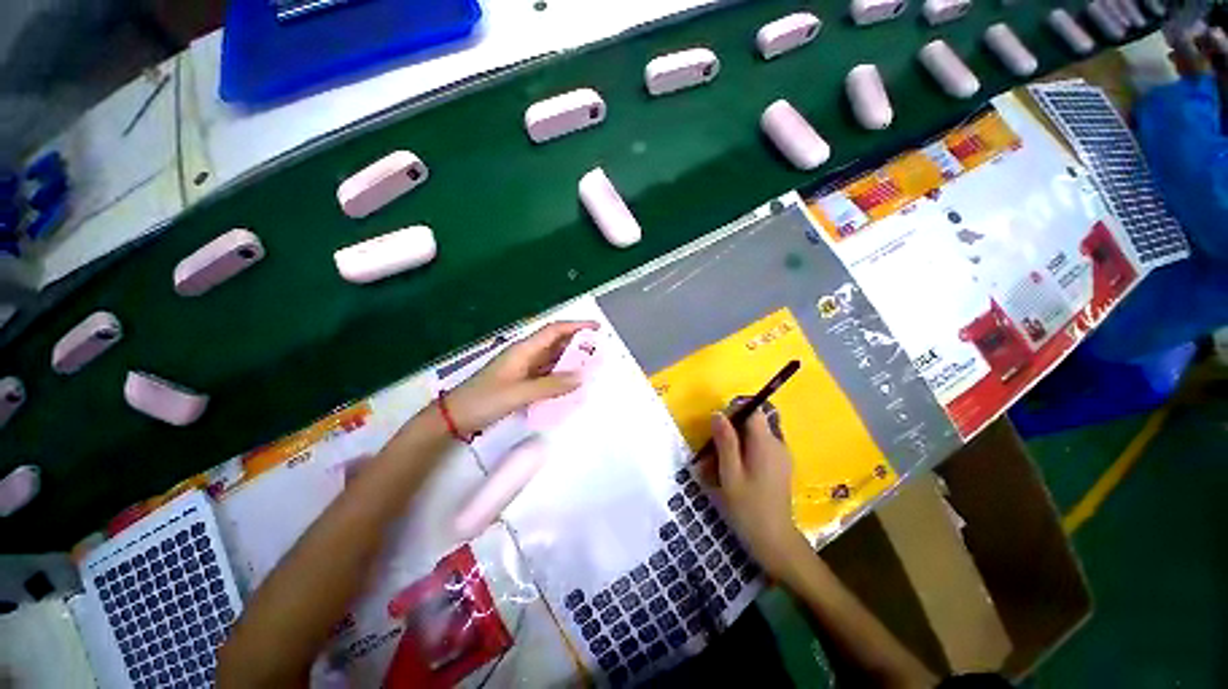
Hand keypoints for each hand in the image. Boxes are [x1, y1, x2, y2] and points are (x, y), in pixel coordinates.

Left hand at [446, 321, 598, 433]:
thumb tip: (581, 378)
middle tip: (599, 351)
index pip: (554, 331)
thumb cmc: (485, 399)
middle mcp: (525, 355)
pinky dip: (560, 375)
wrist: (455, 416)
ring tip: (590, 366)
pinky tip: (570, 383)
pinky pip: (546, 373)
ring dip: (570, 360)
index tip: (596, 328)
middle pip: (555, 343)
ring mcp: (523, 368)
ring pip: (552, 359)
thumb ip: (551, 386)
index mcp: (524, 350)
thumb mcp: (520, 393)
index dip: (576, 326)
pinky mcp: (521, 381)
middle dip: (577, 343)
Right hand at [708, 410, 810, 582]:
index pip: (753, 410)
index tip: (717, 427)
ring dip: (734, 445)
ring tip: (717, 467)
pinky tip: (732, 474)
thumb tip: (718, 413)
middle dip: (730, 431)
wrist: (775, 542)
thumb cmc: (748, 508)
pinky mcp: (779, 467)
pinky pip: (759, 449)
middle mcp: (777, 444)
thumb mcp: (730, 474)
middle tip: (712, 452)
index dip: (734, 411)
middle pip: (752, 423)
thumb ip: (725, 441)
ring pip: (754, 437)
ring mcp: (780, 456)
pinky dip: (743, 454)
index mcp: (766, 443)